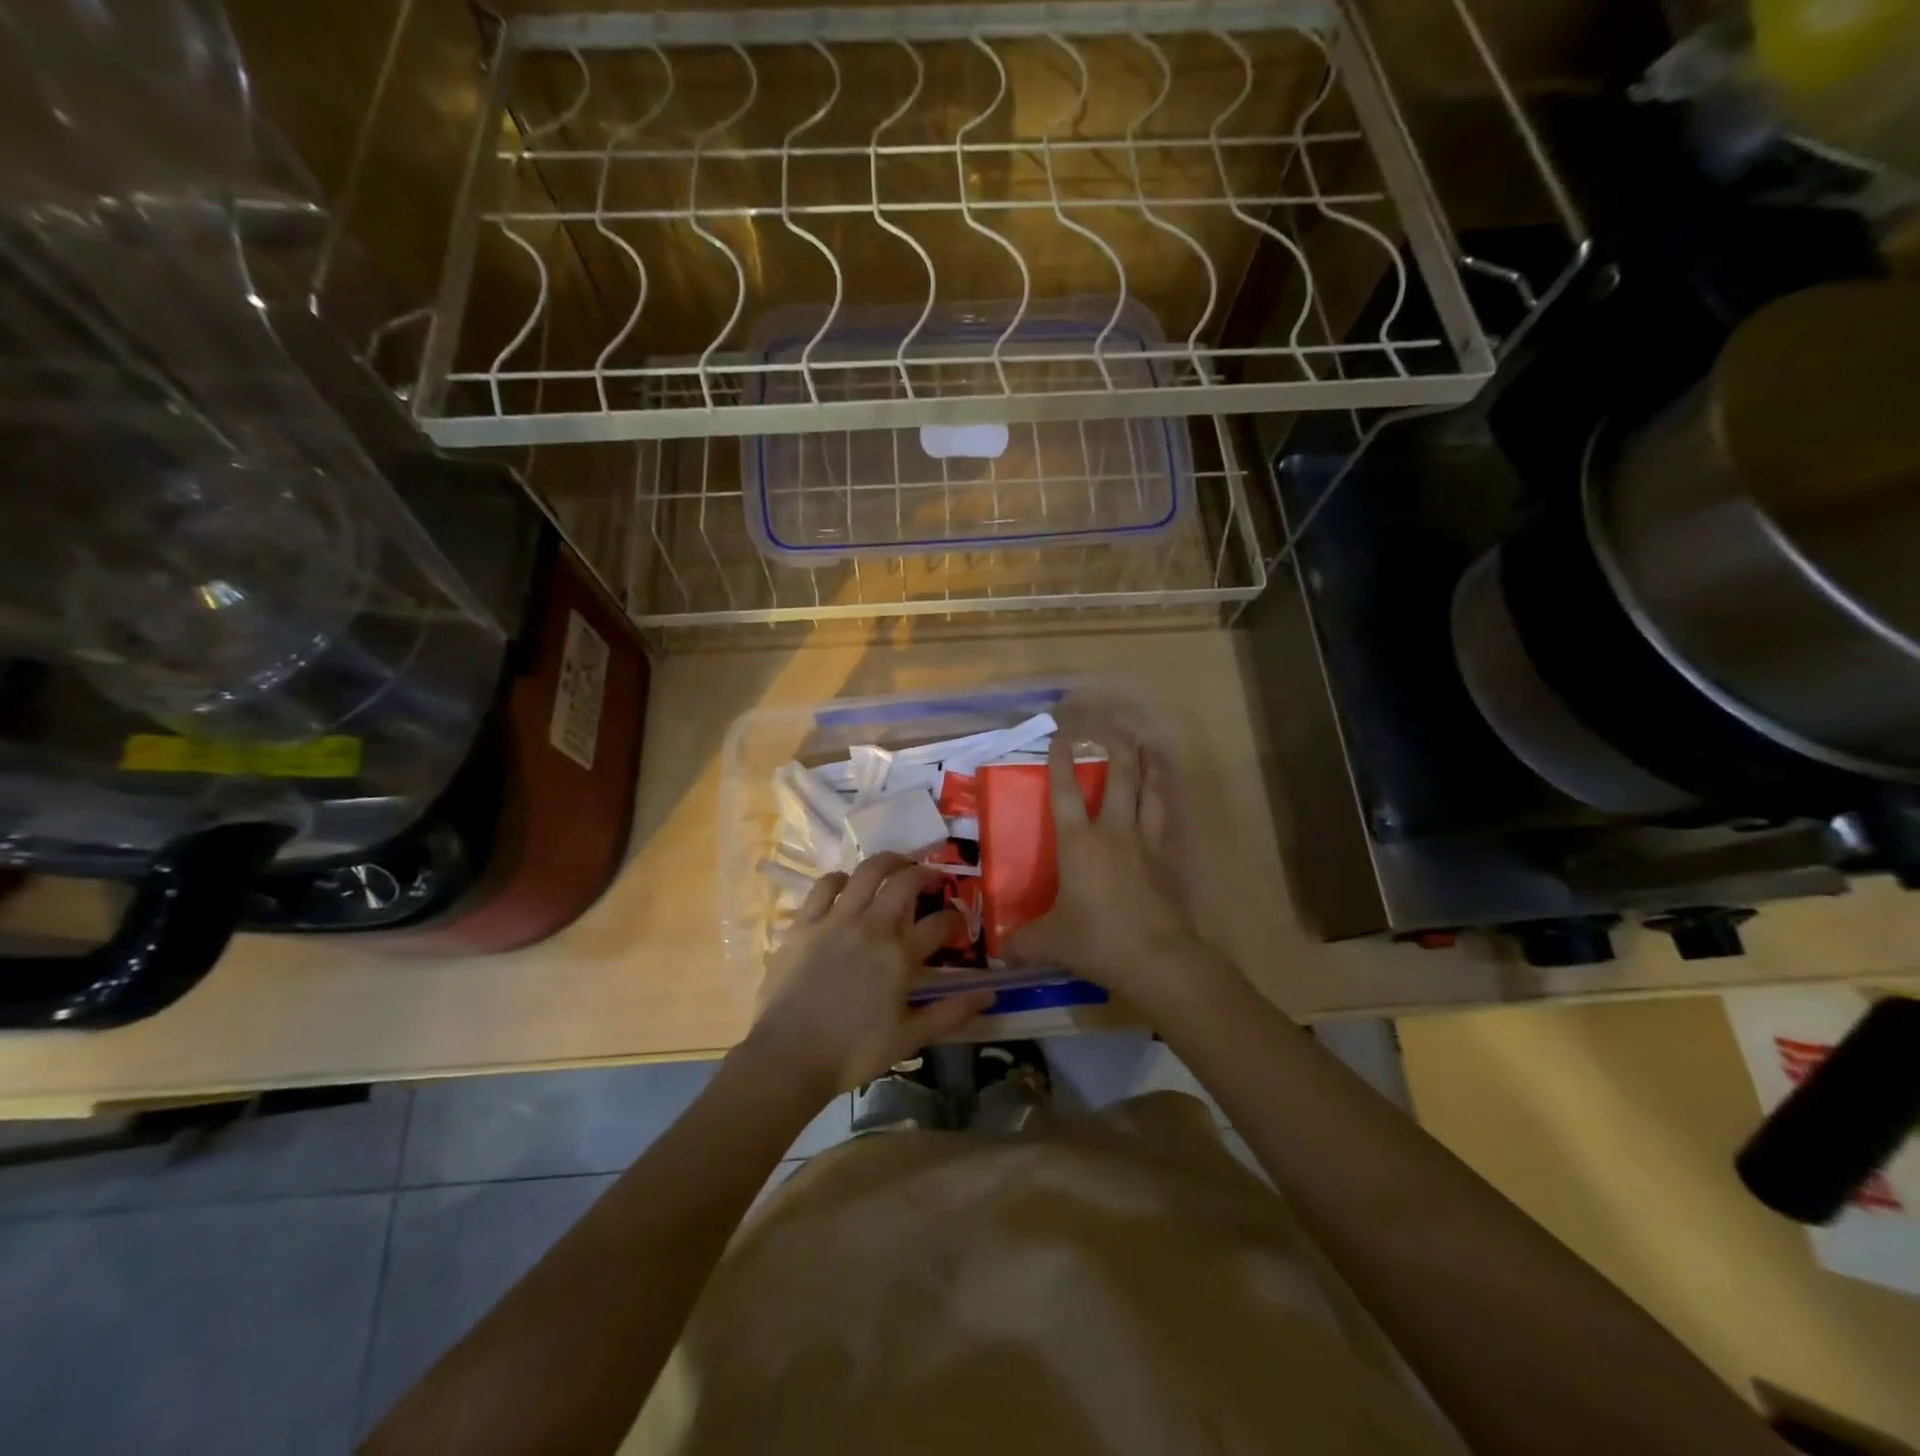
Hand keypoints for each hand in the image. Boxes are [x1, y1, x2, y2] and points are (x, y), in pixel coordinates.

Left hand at [743, 853, 994, 1102]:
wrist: (788, 1057)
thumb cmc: (853, 1052)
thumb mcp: (909, 1038)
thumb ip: (950, 1013)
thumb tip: (989, 994)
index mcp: (900, 955)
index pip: (940, 924)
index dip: (955, 919)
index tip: (959, 921)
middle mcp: (872, 926)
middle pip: (905, 882)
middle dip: (925, 874)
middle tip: (932, 877)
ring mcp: (835, 919)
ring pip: (866, 872)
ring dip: (887, 862)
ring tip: (896, 865)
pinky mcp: (804, 923)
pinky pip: (825, 886)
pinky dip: (840, 878)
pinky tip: (846, 883)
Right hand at [1006, 733, 1225, 1014]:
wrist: (1157, 958)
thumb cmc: (1097, 940)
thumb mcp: (1050, 942)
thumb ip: (1022, 941)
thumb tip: (999, 950)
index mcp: (1079, 843)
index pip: (1066, 792)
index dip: (1061, 761)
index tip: (1060, 736)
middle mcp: (1114, 832)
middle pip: (1120, 777)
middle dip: (1116, 746)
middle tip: (1113, 726)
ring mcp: (1146, 842)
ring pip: (1151, 791)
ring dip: (1150, 764)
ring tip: (1148, 746)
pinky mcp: (1168, 859)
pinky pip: (1166, 818)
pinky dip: (1165, 799)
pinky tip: (1165, 795)